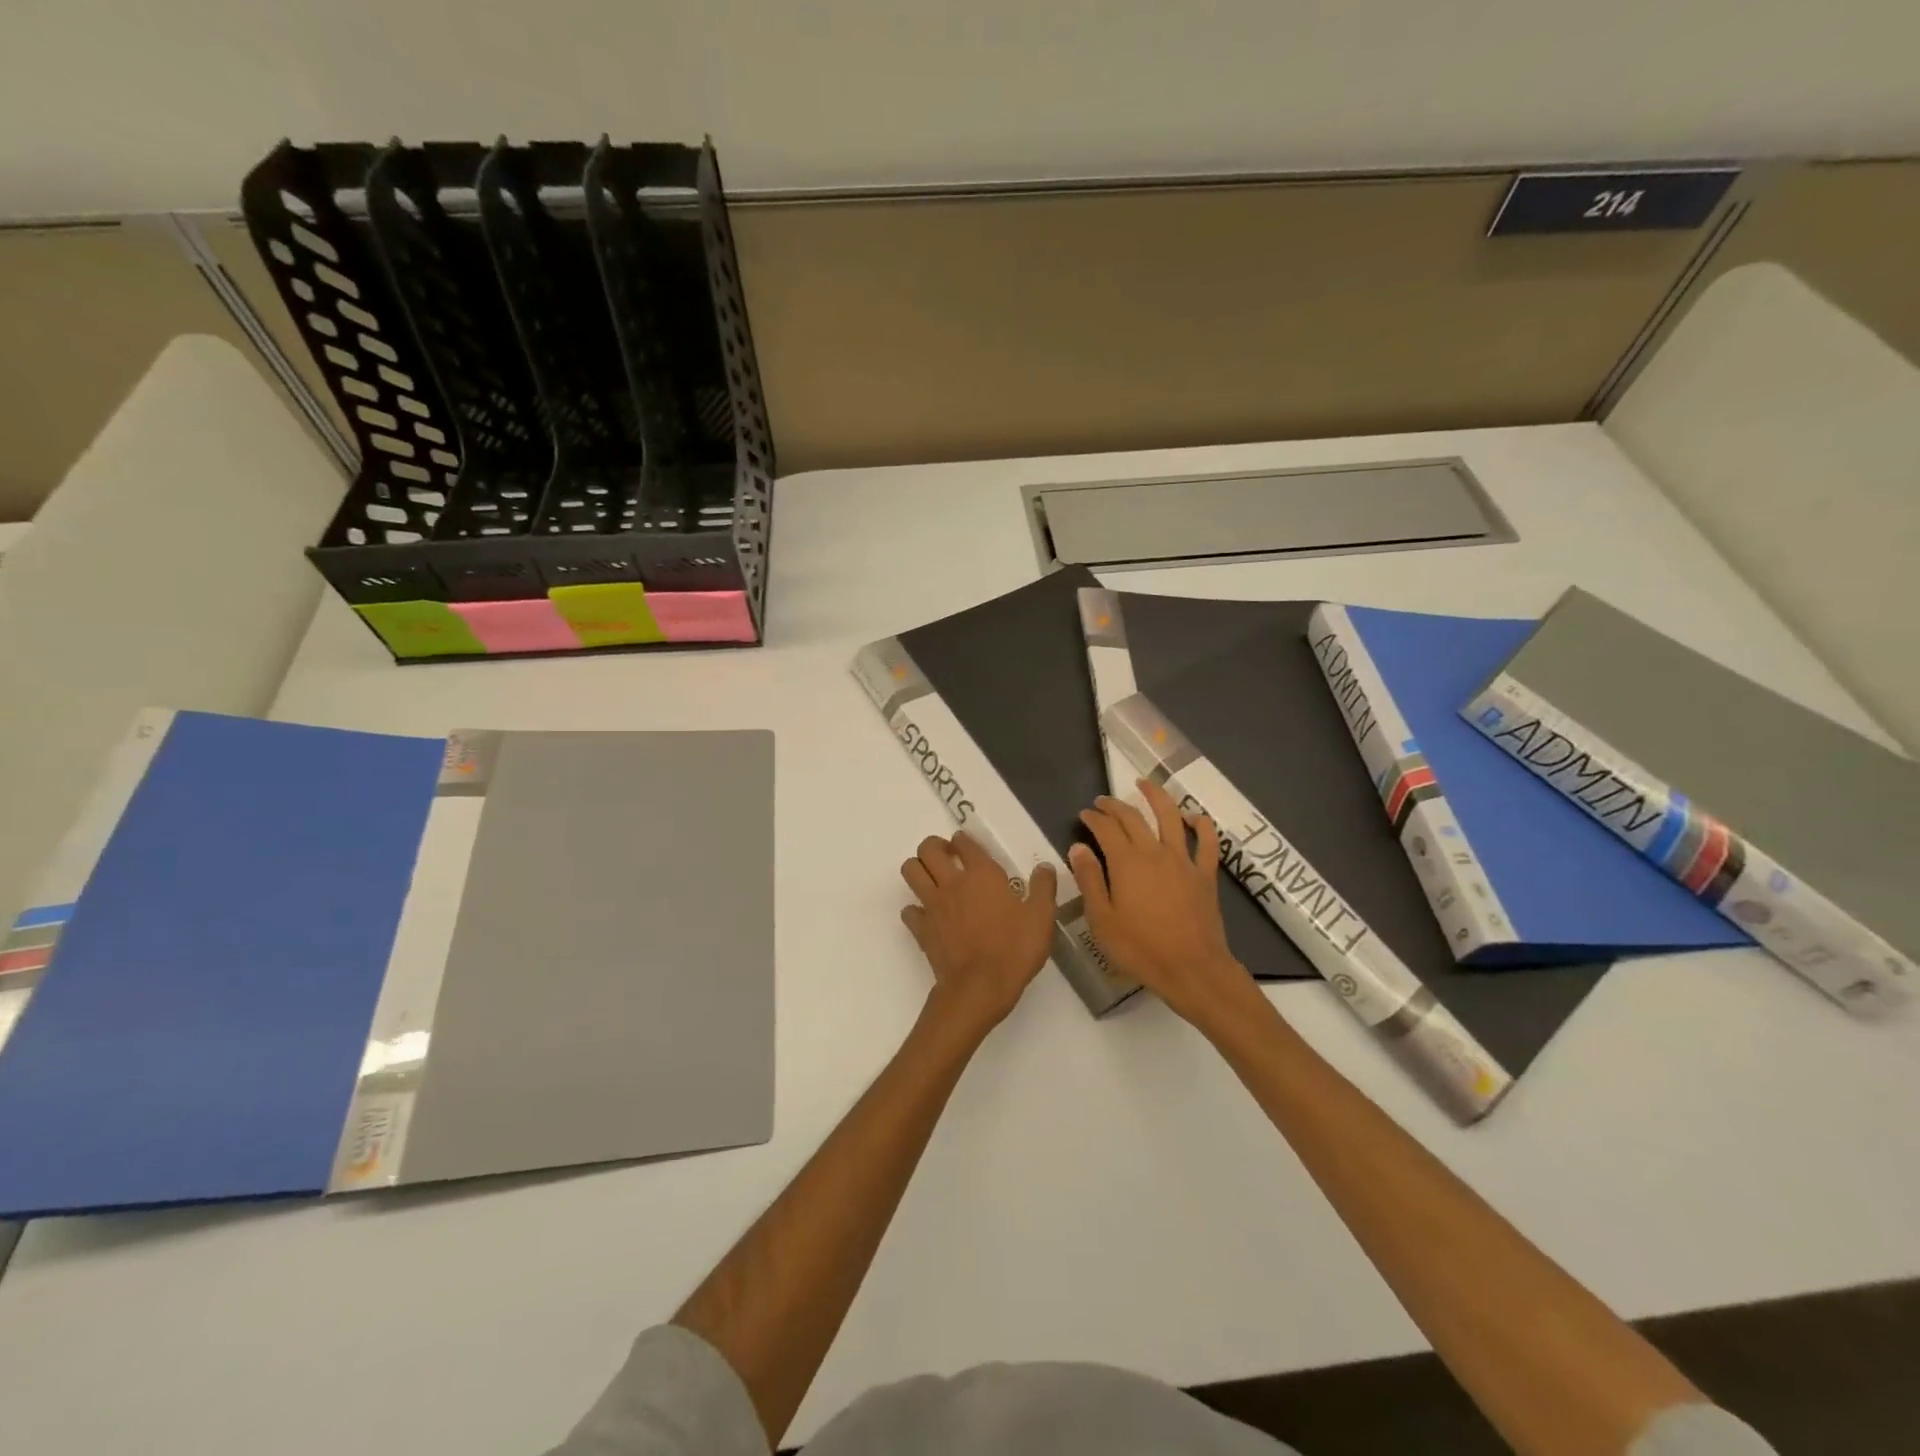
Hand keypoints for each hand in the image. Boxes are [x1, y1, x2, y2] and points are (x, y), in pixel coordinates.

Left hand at [900, 832, 1057, 1033]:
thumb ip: (1043, 888)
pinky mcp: (921, 929)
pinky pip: (909, 910)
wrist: (979, 988)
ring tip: (934, 879)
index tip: (970, 849)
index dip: (965, 841)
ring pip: (910, 871)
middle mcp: (952, 882)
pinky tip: (930, 916)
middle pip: (927, 848)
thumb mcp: (1042, 918)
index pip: (964, 842)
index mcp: (981, 874)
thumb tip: (1044, 867)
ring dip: (919, 869)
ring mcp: (932, 905)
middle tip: (949, 859)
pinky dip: (915, 909)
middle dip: (935, 847)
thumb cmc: (1014, 950)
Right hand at [1068, 779, 1254, 1027]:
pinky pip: (1207, 843)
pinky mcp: (1205, 875)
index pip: (1106, 829)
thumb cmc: (1141, 950)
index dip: (1093, 818)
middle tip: (1102, 802)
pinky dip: (1202, 826)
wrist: (1193, 970)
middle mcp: (1155, 853)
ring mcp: (1184, 861)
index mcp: (1127, 863)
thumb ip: (1090, 880)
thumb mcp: (1102, 920)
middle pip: (1133, 818)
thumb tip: (1078, 848)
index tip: (1084, 814)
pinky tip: (1195, 817)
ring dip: (1157, 797)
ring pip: (1171, 817)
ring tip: (1145, 784)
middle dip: (1115, 806)